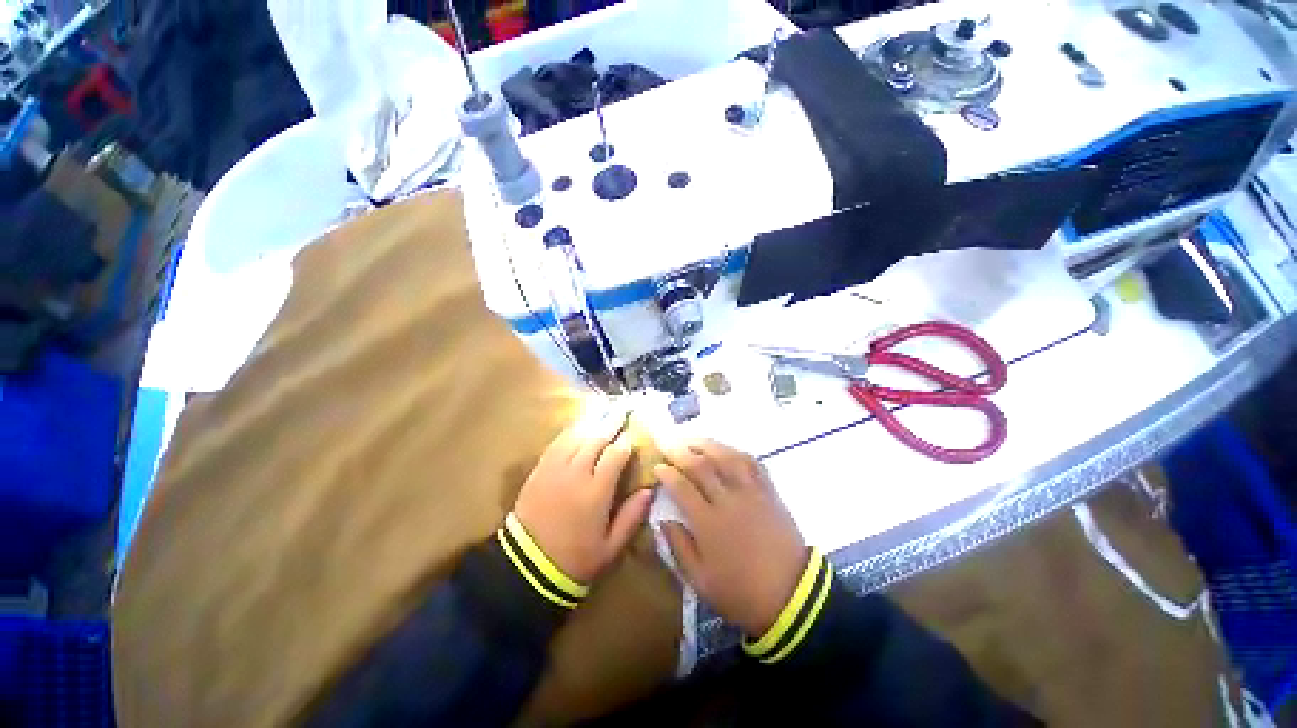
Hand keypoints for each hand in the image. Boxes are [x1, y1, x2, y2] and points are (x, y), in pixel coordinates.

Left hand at [513, 411, 654, 583]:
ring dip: (592, 421)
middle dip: (612, 422)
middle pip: (596, 439)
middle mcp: (576, 474)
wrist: (527, 566)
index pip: (615, 456)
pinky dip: (571, 431)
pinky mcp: (539, 470)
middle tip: (623, 408)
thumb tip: (649, 489)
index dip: (626, 442)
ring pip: (576, 436)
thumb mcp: (611, 547)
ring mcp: (555, 469)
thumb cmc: (575, 559)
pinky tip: (580, 424)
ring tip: (604, 409)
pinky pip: (557, 443)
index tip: (634, 434)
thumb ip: (632, 516)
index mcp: (596, 493)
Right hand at [656, 441, 807, 636]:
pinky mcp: (769, 492)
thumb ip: (679, 547)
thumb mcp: (701, 581)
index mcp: (708, 523)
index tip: (657, 465)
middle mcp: (728, 500)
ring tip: (691, 438)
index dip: (667, 473)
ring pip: (726, 457)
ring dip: (706, 444)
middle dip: (680, 451)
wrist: (791, 597)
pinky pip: (752, 463)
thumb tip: (662, 521)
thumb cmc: (741, 593)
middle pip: (701, 465)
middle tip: (666, 442)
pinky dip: (735, 452)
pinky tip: (725, 450)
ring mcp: (751, 492)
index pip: (682, 487)